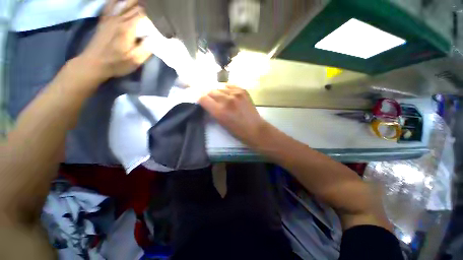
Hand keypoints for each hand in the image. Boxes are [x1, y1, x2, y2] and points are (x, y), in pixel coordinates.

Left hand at [79, 0, 151, 81]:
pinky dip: (117, 0)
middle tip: (155, 7)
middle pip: (134, 5)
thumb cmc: (116, 63)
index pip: (142, 14)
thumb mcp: (135, 60)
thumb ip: (146, 49)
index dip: (153, 12)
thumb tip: (155, 39)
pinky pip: (110, 4)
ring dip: (133, 0)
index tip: (161, 15)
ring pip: (123, 2)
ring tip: (143, 2)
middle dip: (146, 4)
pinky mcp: (104, 20)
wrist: (93, 63)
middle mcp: (119, 19)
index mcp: (128, 28)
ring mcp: (110, 18)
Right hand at [199, 85, 268, 144]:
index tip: (202, 101)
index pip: (203, 98)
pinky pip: (230, 85)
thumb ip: (213, 111)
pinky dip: (227, 89)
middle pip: (210, 91)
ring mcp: (235, 94)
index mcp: (219, 111)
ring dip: (218, 93)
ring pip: (220, 87)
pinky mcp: (243, 91)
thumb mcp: (221, 123)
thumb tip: (207, 103)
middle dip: (209, 96)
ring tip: (221, 98)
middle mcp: (226, 100)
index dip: (200, 99)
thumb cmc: (237, 131)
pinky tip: (228, 93)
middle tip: (212, 100)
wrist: (254, 128)